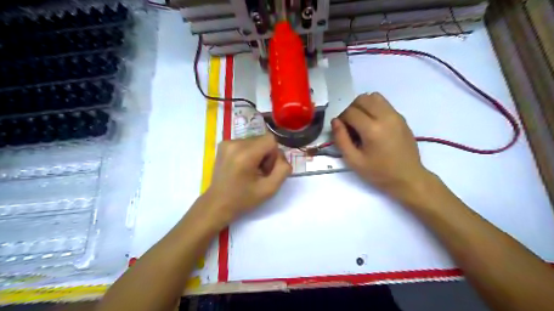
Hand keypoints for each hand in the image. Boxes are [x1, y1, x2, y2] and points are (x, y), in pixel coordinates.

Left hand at [202, 132, 290, 229]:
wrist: (217, 203)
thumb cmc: (243, 199)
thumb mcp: (270, 189)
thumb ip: (283, 170)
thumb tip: (282, 157)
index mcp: (245, 155)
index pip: (271, 140)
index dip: (274, 155)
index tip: (267, 170)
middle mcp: (235, 144)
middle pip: (263, 140)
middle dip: (266, 154)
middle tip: (260, 172)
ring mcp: (227, 142)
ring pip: (255, 141)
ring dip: (258, 153)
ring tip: (250, 170)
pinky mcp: (223, 144)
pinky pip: (245, 142)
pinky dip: (248, 152)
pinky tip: (242, 166)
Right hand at [331, 91, 429, 201]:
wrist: (408, 177)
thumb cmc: (379, 172)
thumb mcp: (354, 160)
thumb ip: (341, 139)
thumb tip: (335, 121)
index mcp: (372, 129)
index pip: (350, 112)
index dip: (341, 119)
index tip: (342, 131)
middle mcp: (385, 116)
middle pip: (362, 99)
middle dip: (351, 109)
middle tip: (350, 126)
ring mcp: (396, 115)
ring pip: (374, 96)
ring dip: (363, 105)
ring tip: (361, 122)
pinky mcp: (401, 117)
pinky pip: (384, 103)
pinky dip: (374, 108)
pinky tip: (373, 124)